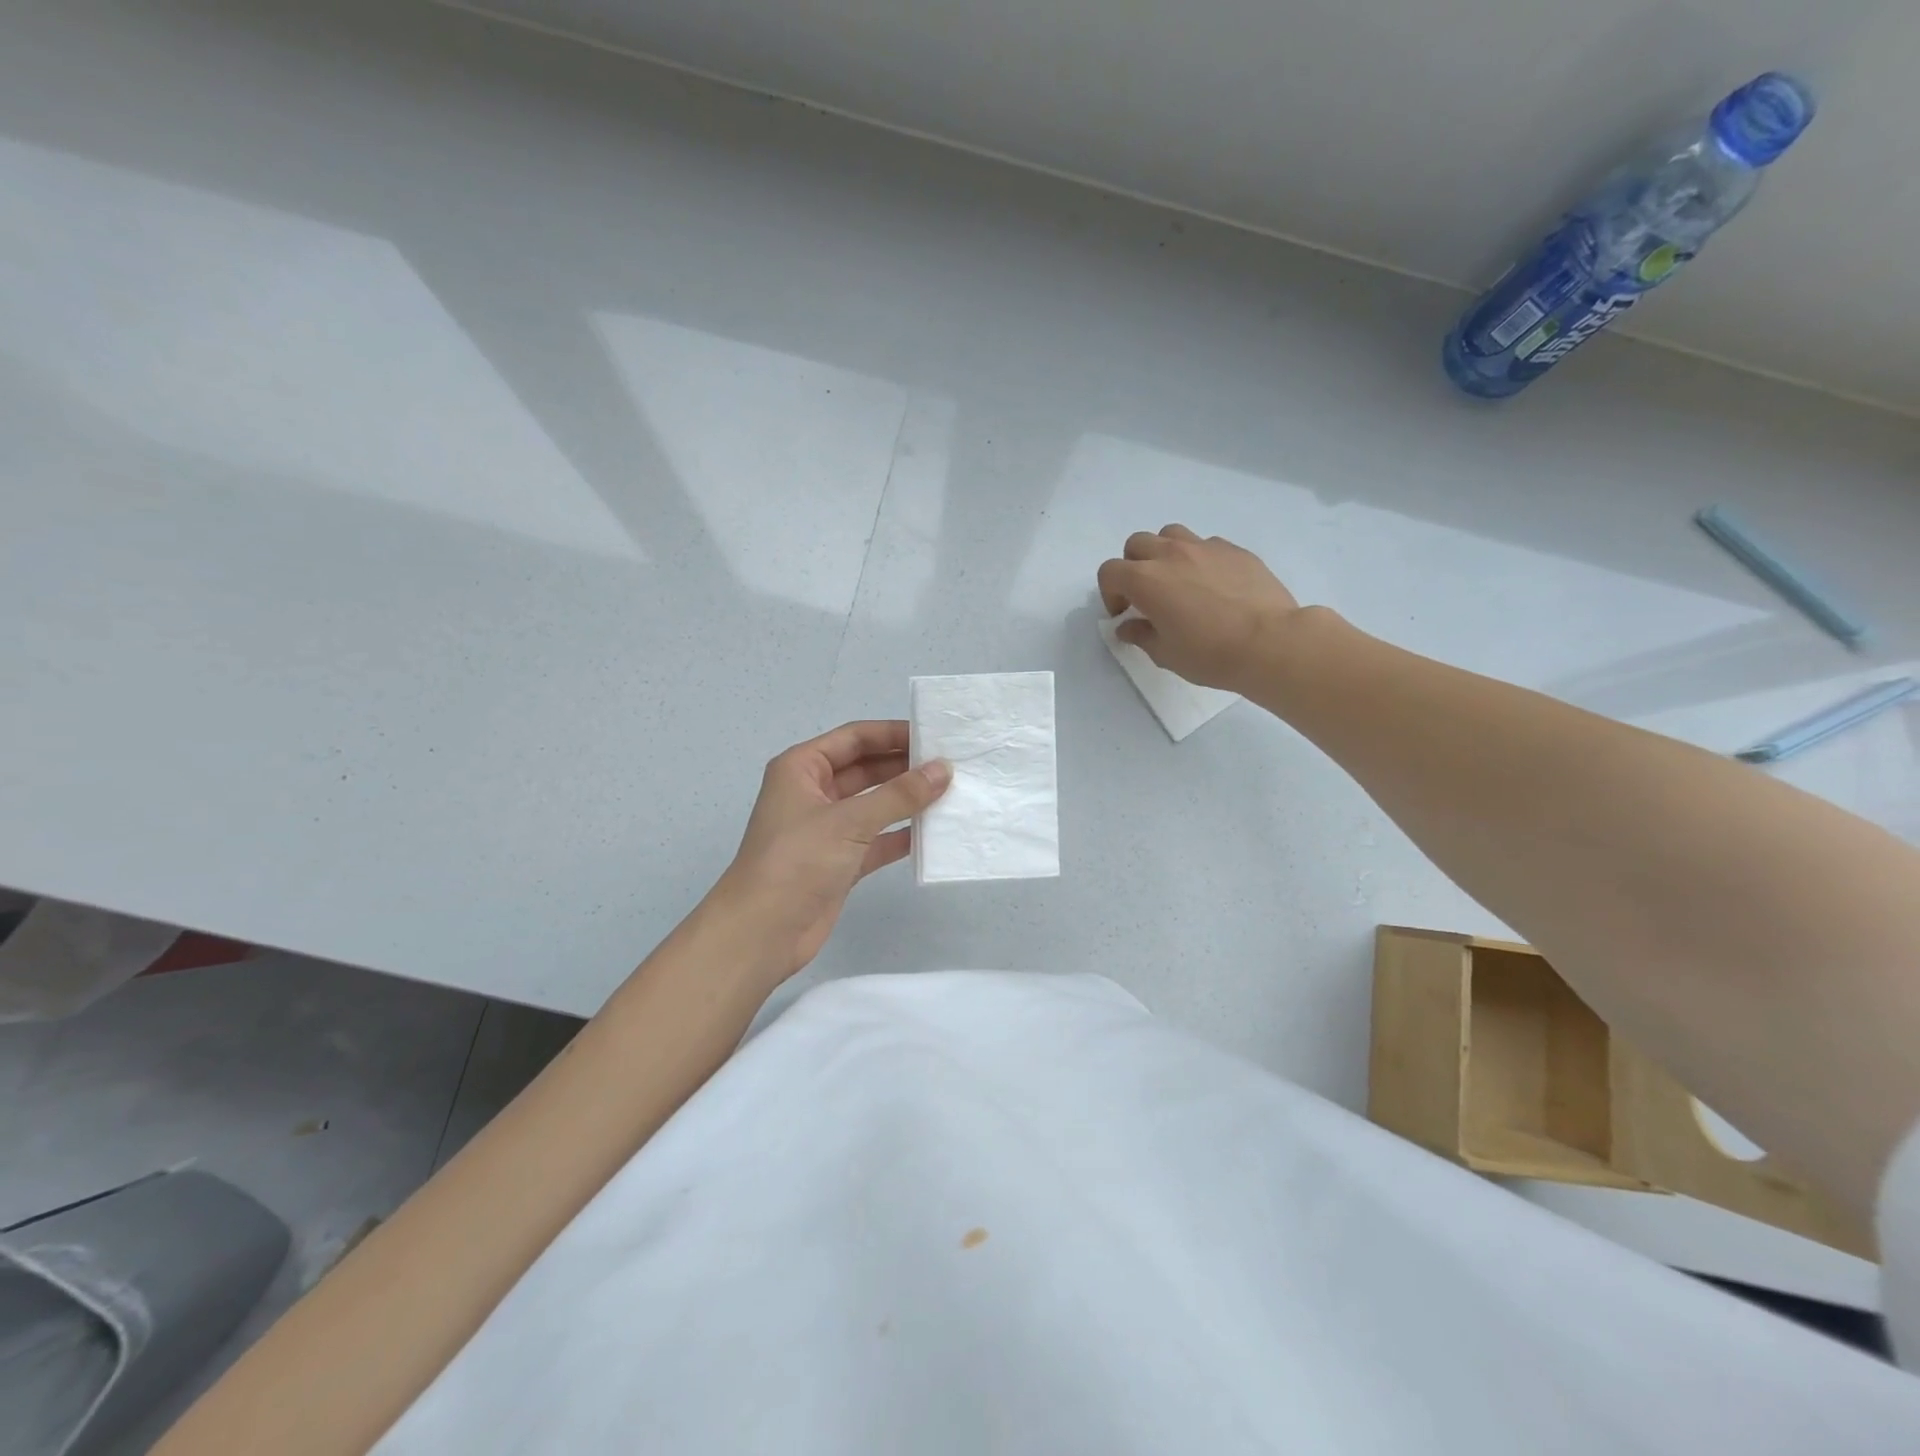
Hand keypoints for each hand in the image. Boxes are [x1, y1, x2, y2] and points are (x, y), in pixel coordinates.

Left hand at [710, 721, 950, 983]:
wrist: (762, 933)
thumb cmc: (798, 860)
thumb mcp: (849, 820)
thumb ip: (899, 794)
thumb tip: (943, 770)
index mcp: (802, 768)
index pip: (854, 738)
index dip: (893, 734)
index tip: (935, 736)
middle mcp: (813, 792)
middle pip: (866, 769)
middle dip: (904, 767)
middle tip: (951, 765)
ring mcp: (827, 829)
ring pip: (874, 805)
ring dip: (907, 801)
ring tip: (951, 793)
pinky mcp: (839, 862)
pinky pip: (877, 839)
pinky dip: (901, 835)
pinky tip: (934, 832)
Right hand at [1097, 525, 1303, 692]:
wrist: (1270, 642)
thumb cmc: (1209, 653)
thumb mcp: (1165, 654)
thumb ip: (1141, 635)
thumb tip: (1128, 626)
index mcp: (1145, 580)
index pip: (1110, 572)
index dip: (1110, 593)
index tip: (1123, 614)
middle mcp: (1170, 554)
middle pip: (1137, 544)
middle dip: (1133, 566)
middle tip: (1146, 595)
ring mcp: (1205, 547)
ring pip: (1171, 534)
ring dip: (1164, 553)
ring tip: (1177, 580)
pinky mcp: (1235, 550)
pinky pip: (1206, 545)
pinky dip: (1198, 559)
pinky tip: (1212, 585)